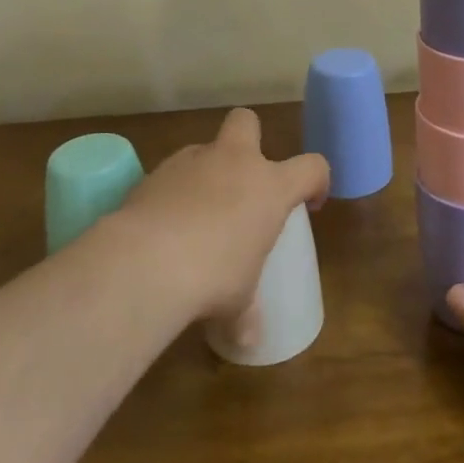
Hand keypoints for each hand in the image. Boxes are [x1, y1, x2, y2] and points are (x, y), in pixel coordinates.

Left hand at [115, 108, 327, 337]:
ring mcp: (190, 162)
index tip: (309, 204)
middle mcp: (233, 162)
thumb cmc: (214, 276)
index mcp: (270, 187)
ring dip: (206, 172)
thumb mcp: (238, 301)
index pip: (313, 166)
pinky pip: (170, 175)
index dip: (317, 181)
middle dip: (249, 138)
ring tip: (197, 214)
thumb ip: (246, 314)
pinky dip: (171, 193)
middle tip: (244, 179)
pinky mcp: (152, 174)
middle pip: (247, 121)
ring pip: (204, 149)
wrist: (147, 262)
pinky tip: (163, 225)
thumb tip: (248, 341)